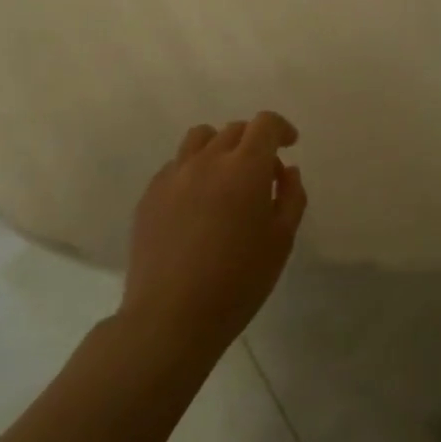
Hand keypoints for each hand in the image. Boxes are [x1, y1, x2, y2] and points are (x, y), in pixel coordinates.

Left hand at [122, 112, 306, 353]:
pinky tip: (197, 204)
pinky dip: (194, 170)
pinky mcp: (149, 195)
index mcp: (245, 168)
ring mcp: (173, 175)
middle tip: (262, 175)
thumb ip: (291, 197)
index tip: (289, 145)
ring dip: (220, 147)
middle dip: (254, 142)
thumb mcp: (281, 241)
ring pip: (200, 138)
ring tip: (226, 178)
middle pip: (234, 130)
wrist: (170, 318)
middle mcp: (207, 160)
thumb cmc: (238, 281)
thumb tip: (286, 171)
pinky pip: (176, 165)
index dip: (280, 128)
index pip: (264, 124)